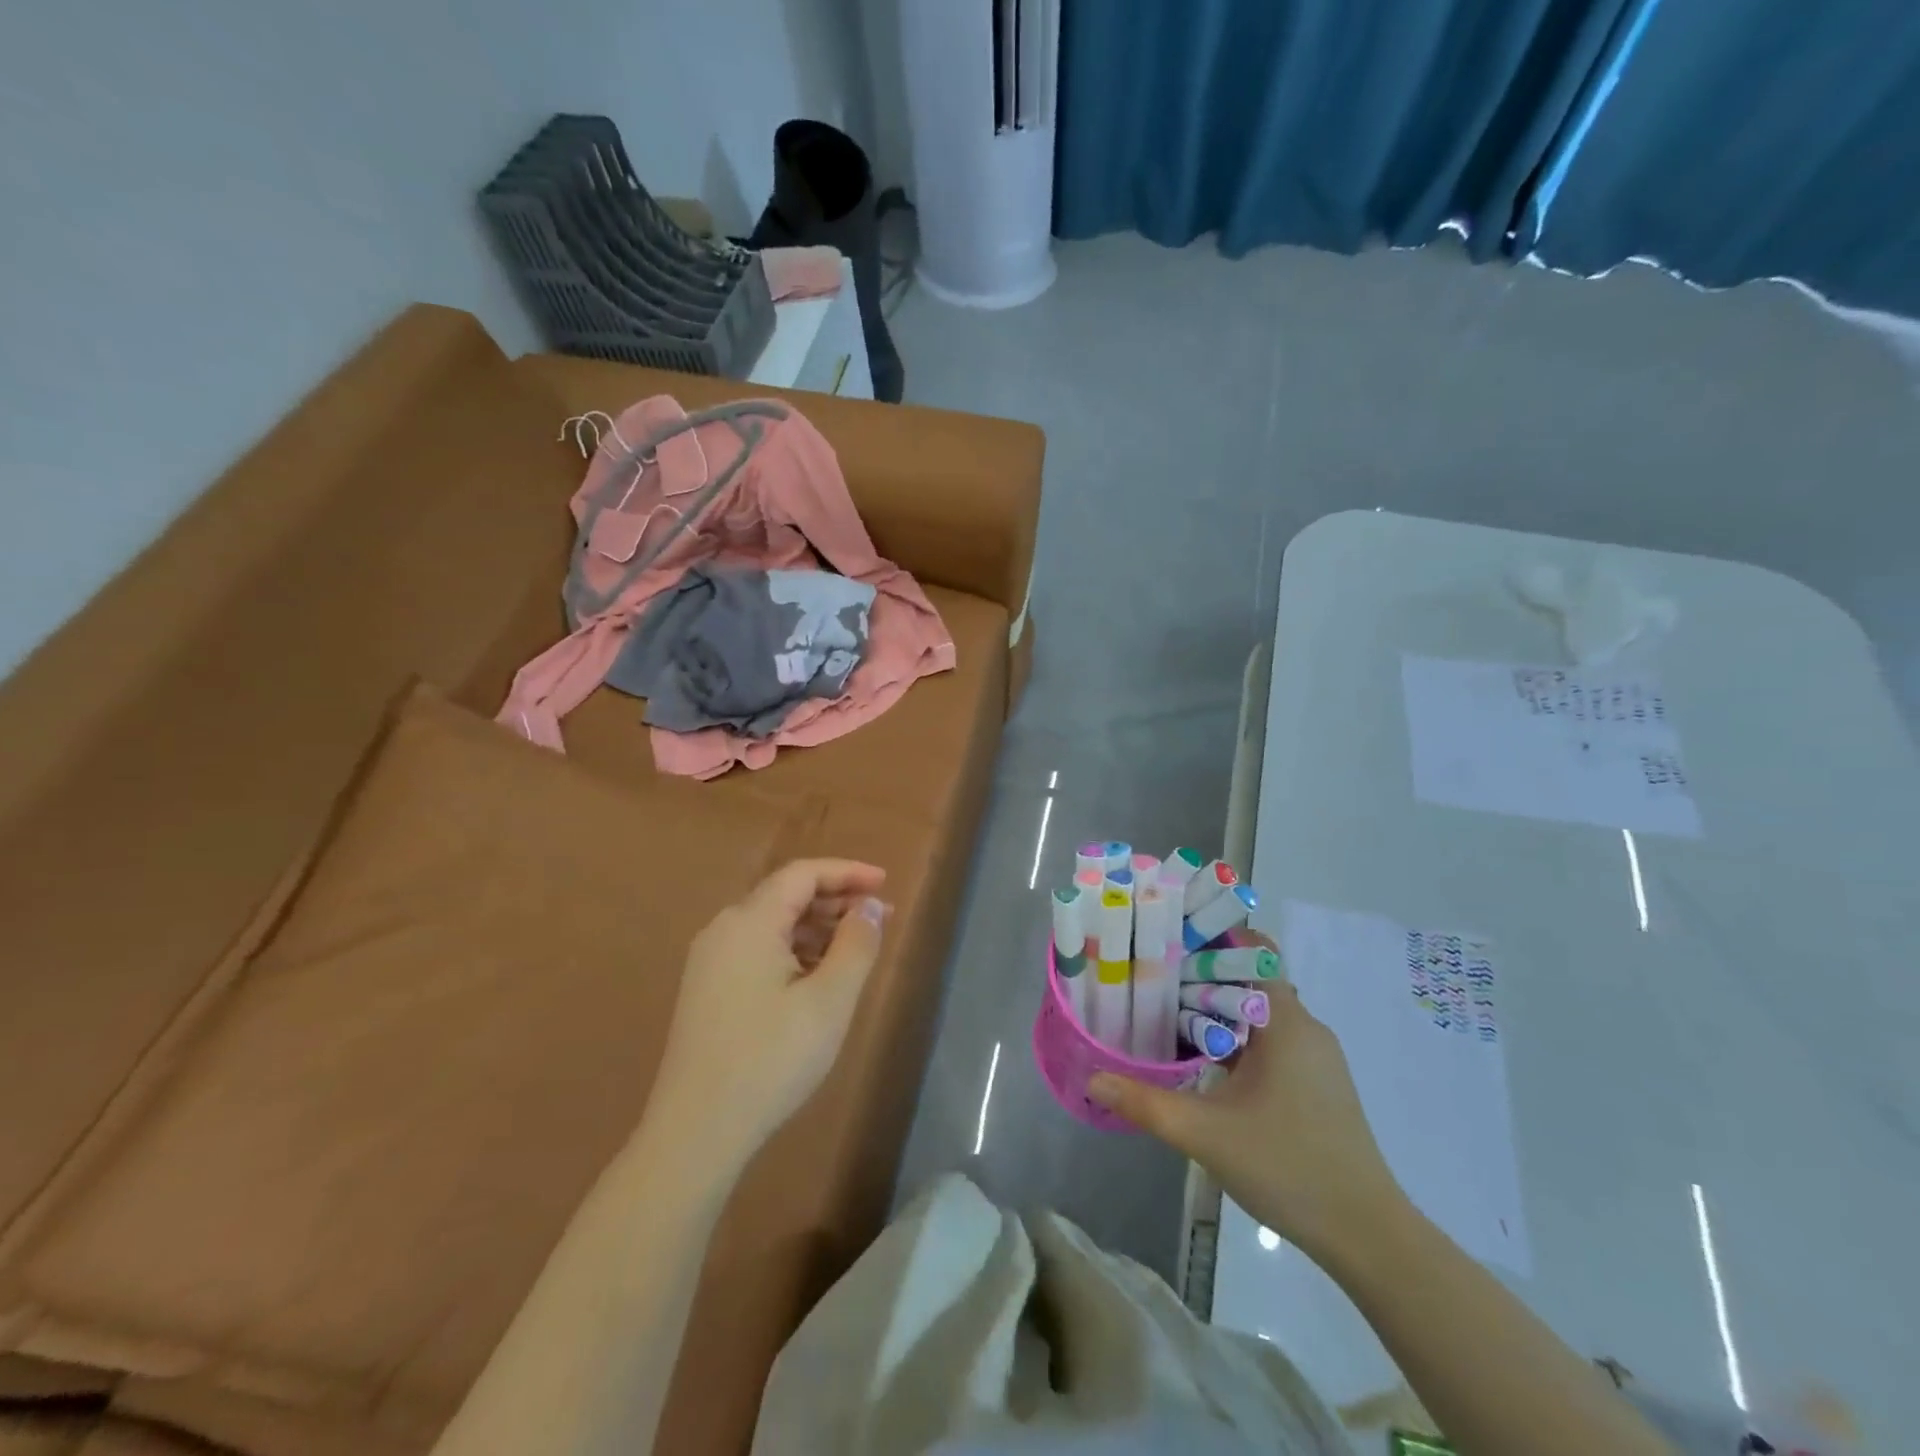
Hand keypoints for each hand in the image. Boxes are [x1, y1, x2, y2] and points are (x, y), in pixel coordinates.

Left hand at [648, 859, 889, 1161]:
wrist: (696, 1133)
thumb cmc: (771, 1059)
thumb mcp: (829, 1000)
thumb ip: (857, 944)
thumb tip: (870, 906)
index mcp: (749, 922)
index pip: (803, 874)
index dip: (847, 872)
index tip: (885, 884)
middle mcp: (723, 930)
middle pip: (785, 895)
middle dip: (835, 900)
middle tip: (879, 918)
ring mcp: (710, 961)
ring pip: (771, 924)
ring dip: (816, 927)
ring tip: (856, 948)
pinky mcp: (707, 990)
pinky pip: (757, 950)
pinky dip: (793, 950)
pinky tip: (817, 976)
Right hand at [1089, 953, 1406, 1264]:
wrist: (1366, 1235)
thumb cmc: (1287, 1166)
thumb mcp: (1205, 1133)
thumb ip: (1145, 1103)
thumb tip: (1092, 1078)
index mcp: (1285, 1022)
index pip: (1251, 951)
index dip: (1210, 940)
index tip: (1166, 943)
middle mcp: (1306, 1028)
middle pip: (1249, 981)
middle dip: (1202, 977)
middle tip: (1152, 982)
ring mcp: (1316, 1058)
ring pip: (1259, 1014)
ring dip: (1218, 1012)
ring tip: (1168, 1017)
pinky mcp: (1319, 1084)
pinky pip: (1272, 1041)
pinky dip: (1239, 1039)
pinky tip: (1208, 1063)